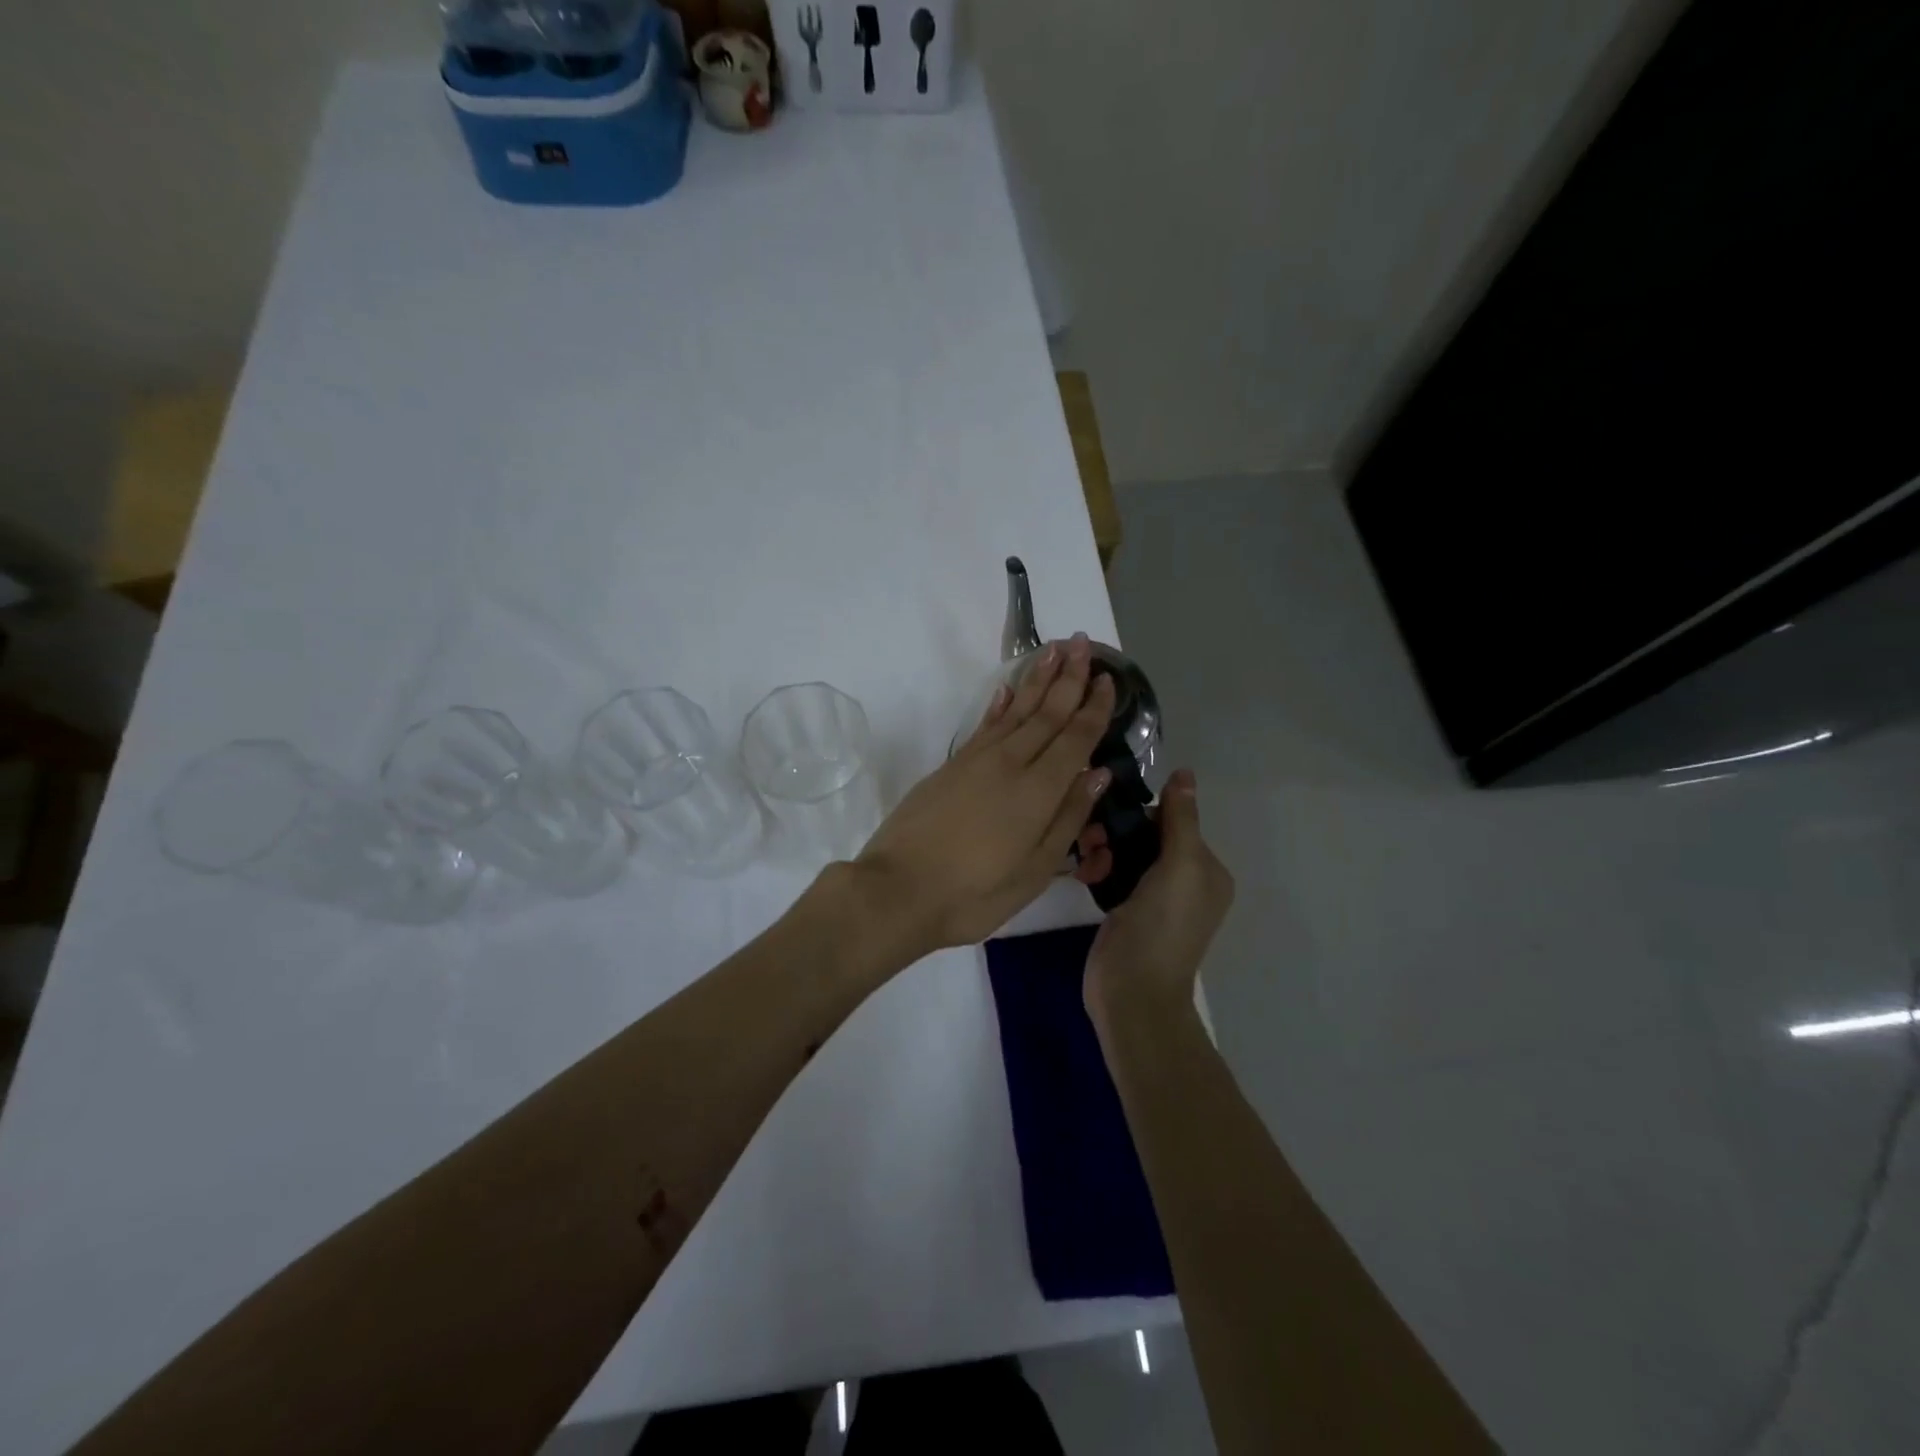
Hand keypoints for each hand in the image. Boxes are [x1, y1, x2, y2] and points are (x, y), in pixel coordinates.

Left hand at [850, 634, 1115, 961]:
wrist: (898, 889)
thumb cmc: (974, 893)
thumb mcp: (1034, 871)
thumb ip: (1068, 819)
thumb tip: (1098, 774)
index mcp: (1038, 791)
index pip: (1075, 739)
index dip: (1094, 708)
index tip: (1109, 679)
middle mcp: (1010, 764)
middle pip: (1047, 713)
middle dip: (1069, 677)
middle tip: (1084, 642)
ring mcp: (976, 761)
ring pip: (1016, 710)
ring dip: (1038, 679)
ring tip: (1054, 650)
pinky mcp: (952, 765)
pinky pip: (985, 724)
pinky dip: (1000, 704)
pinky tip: (1008, 688)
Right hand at [1082, 769, 1234, 1019]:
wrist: (1132, 993)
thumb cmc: (1161, 927)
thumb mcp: (1178, 867)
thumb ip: (1180, 819)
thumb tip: (1185, 773)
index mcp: (1206, 870)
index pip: (1173, 821)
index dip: (1142, 814)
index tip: (1111, 814)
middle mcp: (1184, 880)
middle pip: (1146, 834)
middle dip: (1116, 831)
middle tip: (1091, 840)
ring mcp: (1153, 897)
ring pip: (1124, 851)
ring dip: (1102, 848)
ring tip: (1087, 863)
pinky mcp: (1126, 909)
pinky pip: (1111, 872)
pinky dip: (1097, 868)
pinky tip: (1083, 875)